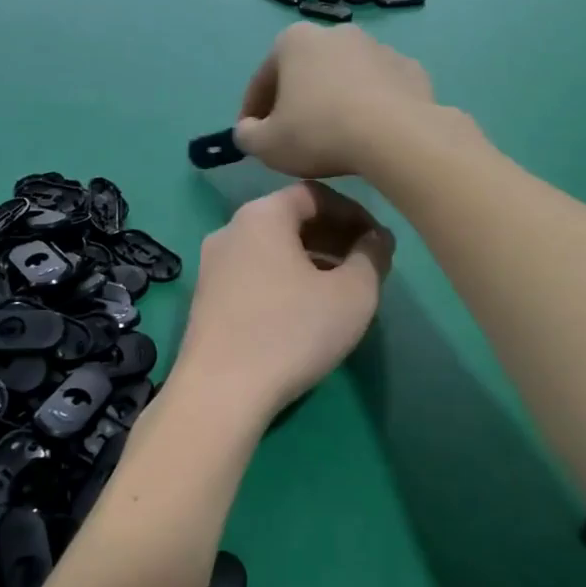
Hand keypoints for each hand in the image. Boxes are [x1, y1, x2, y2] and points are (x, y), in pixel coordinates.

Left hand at [175, 183, 392, 420]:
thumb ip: (372, 257)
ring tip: (342, 289)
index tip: (379, 240)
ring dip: (312, 260)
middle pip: (291, 219)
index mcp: (262, 215)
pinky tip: (306, 311)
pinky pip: (255, 273)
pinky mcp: (206, 299)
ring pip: (273, 249)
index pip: (315, 194)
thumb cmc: (291, 332)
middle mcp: (230, 230)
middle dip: (334, 236)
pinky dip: (286, 279)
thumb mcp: (353, 294)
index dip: (354, 212)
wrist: (219, 393)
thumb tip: (377, 239)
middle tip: (366, 264)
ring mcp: (212, 265)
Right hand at [234, 23, 435, 180]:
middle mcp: (336, 33)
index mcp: (294, 41)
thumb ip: (247, 136)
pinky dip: (371, 107)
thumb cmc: (320, 133)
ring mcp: (378, 48)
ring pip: (344, 79)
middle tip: (292, 137)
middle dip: (296, 101)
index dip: (252, 112)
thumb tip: (248, 131)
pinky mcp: (411, 69)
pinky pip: (380, 90)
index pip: (262, 80)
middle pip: (305, 74)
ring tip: (334, 138)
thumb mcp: (266, 145)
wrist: (396, 136)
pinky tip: (369, 134)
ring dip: (335, 102)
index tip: (252, 137)